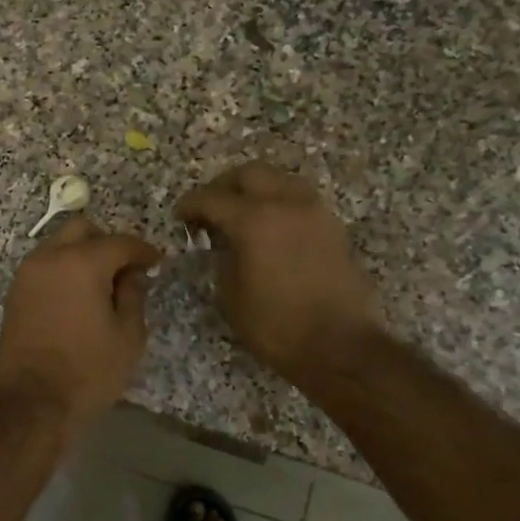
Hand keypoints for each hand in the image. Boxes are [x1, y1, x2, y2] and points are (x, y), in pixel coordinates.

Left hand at [0, 216, 160, 431]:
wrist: (33, 403)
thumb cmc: (89, 371)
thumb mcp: (128, 335)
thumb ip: (133, 295)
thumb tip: (131, 275)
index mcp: (81, 263)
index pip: (120, 242)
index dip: (143, 251)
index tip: (156, 263)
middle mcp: (49, 258)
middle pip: (81, 229)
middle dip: (107, 242)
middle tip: (125, 268)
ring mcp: (26, 274)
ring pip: (58, 245)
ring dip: (81, 255)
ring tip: (101, 285)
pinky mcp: (14, 294)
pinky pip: (44, 267)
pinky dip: (63, 271)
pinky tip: (77, 297)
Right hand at [176, 163, 383, 383]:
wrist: (340, 346)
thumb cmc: (276, 326)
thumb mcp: (231, 296)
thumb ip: (223, 258)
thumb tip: (224, 244)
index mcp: (255, 220)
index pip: (213, 198)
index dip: (190, 205)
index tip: (180, 216)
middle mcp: (287, 204)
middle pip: (250, 174)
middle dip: (223, 186)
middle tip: (209, 209)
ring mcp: (315, 212)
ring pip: (279, 180)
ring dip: (255, 190)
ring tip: (240, 216)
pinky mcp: (333, 227)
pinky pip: (299, 199)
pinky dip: (278, 204)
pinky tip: (268, 229)